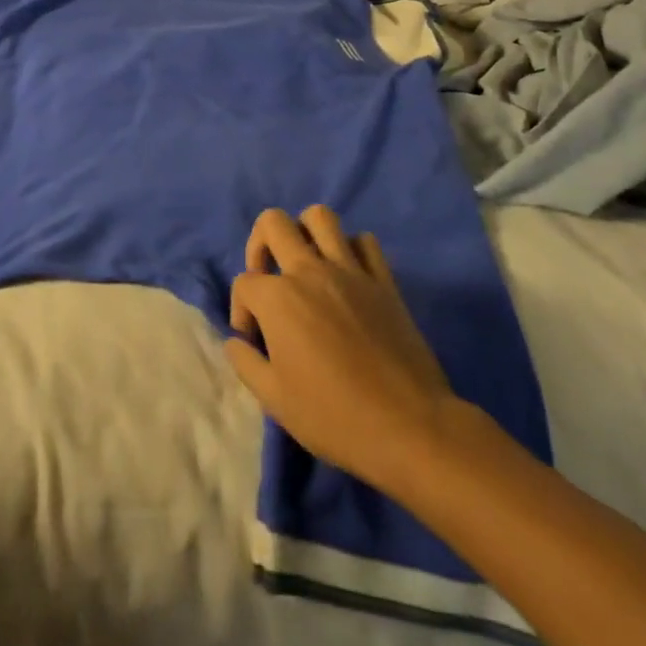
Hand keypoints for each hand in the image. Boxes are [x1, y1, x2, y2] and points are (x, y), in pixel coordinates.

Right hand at [226, 206, 458, 493]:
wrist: (409, 428)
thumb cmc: (334, 417)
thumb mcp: (274, 400)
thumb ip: (245, 362)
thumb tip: (236, 340)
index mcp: (278, 298)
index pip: (244, 284)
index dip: (241, 310)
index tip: (254, 341)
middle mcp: (310, 272)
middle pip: (273, 223)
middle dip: (259, 244)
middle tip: (267, 277)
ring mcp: (350, 272)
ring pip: (320, 217)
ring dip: (304, 232)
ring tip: (304, 263)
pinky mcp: (384, 282)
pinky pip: (365, 243)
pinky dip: (351, 249)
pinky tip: (346, 275)